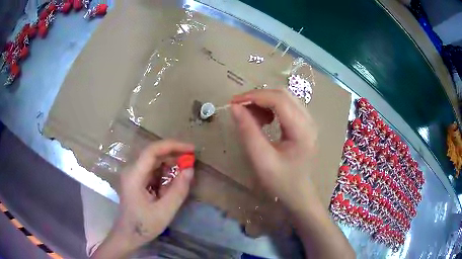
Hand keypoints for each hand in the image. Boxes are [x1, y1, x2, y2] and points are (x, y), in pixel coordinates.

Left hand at [91, 140, 194, 258]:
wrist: (127, 236)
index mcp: (134, 176)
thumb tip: (190, 169)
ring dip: (170, 168)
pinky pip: (153, 172)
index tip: (191, 149)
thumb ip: (178, 190)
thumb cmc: (143, 226)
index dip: (173, 146)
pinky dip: (165, 176)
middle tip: (191, 163)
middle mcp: (132, 170)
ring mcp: (133, 175)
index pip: (152, 151)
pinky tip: (171, 188)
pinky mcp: (136, 181)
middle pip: (154, 155)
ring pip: (154, 163)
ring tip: (182, 180)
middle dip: (174, 156)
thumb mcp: (164, 211)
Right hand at [231, 89, 354, 258]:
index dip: (254, 96)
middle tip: (240, 108)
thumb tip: (235, 107)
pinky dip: (271, 108)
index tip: (234, 102)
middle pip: (283, 94)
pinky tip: (264, 120)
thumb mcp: (261, 159)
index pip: (278, 100)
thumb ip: (248, 131)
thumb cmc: (281, 182)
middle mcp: (309, 120)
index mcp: (302, 130)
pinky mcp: (305, 124)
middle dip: (258, 97)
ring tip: (251, 116)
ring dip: (265, 102)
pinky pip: (287, 106)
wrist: (299, 194)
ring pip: (285, 98)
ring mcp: (309, 121)